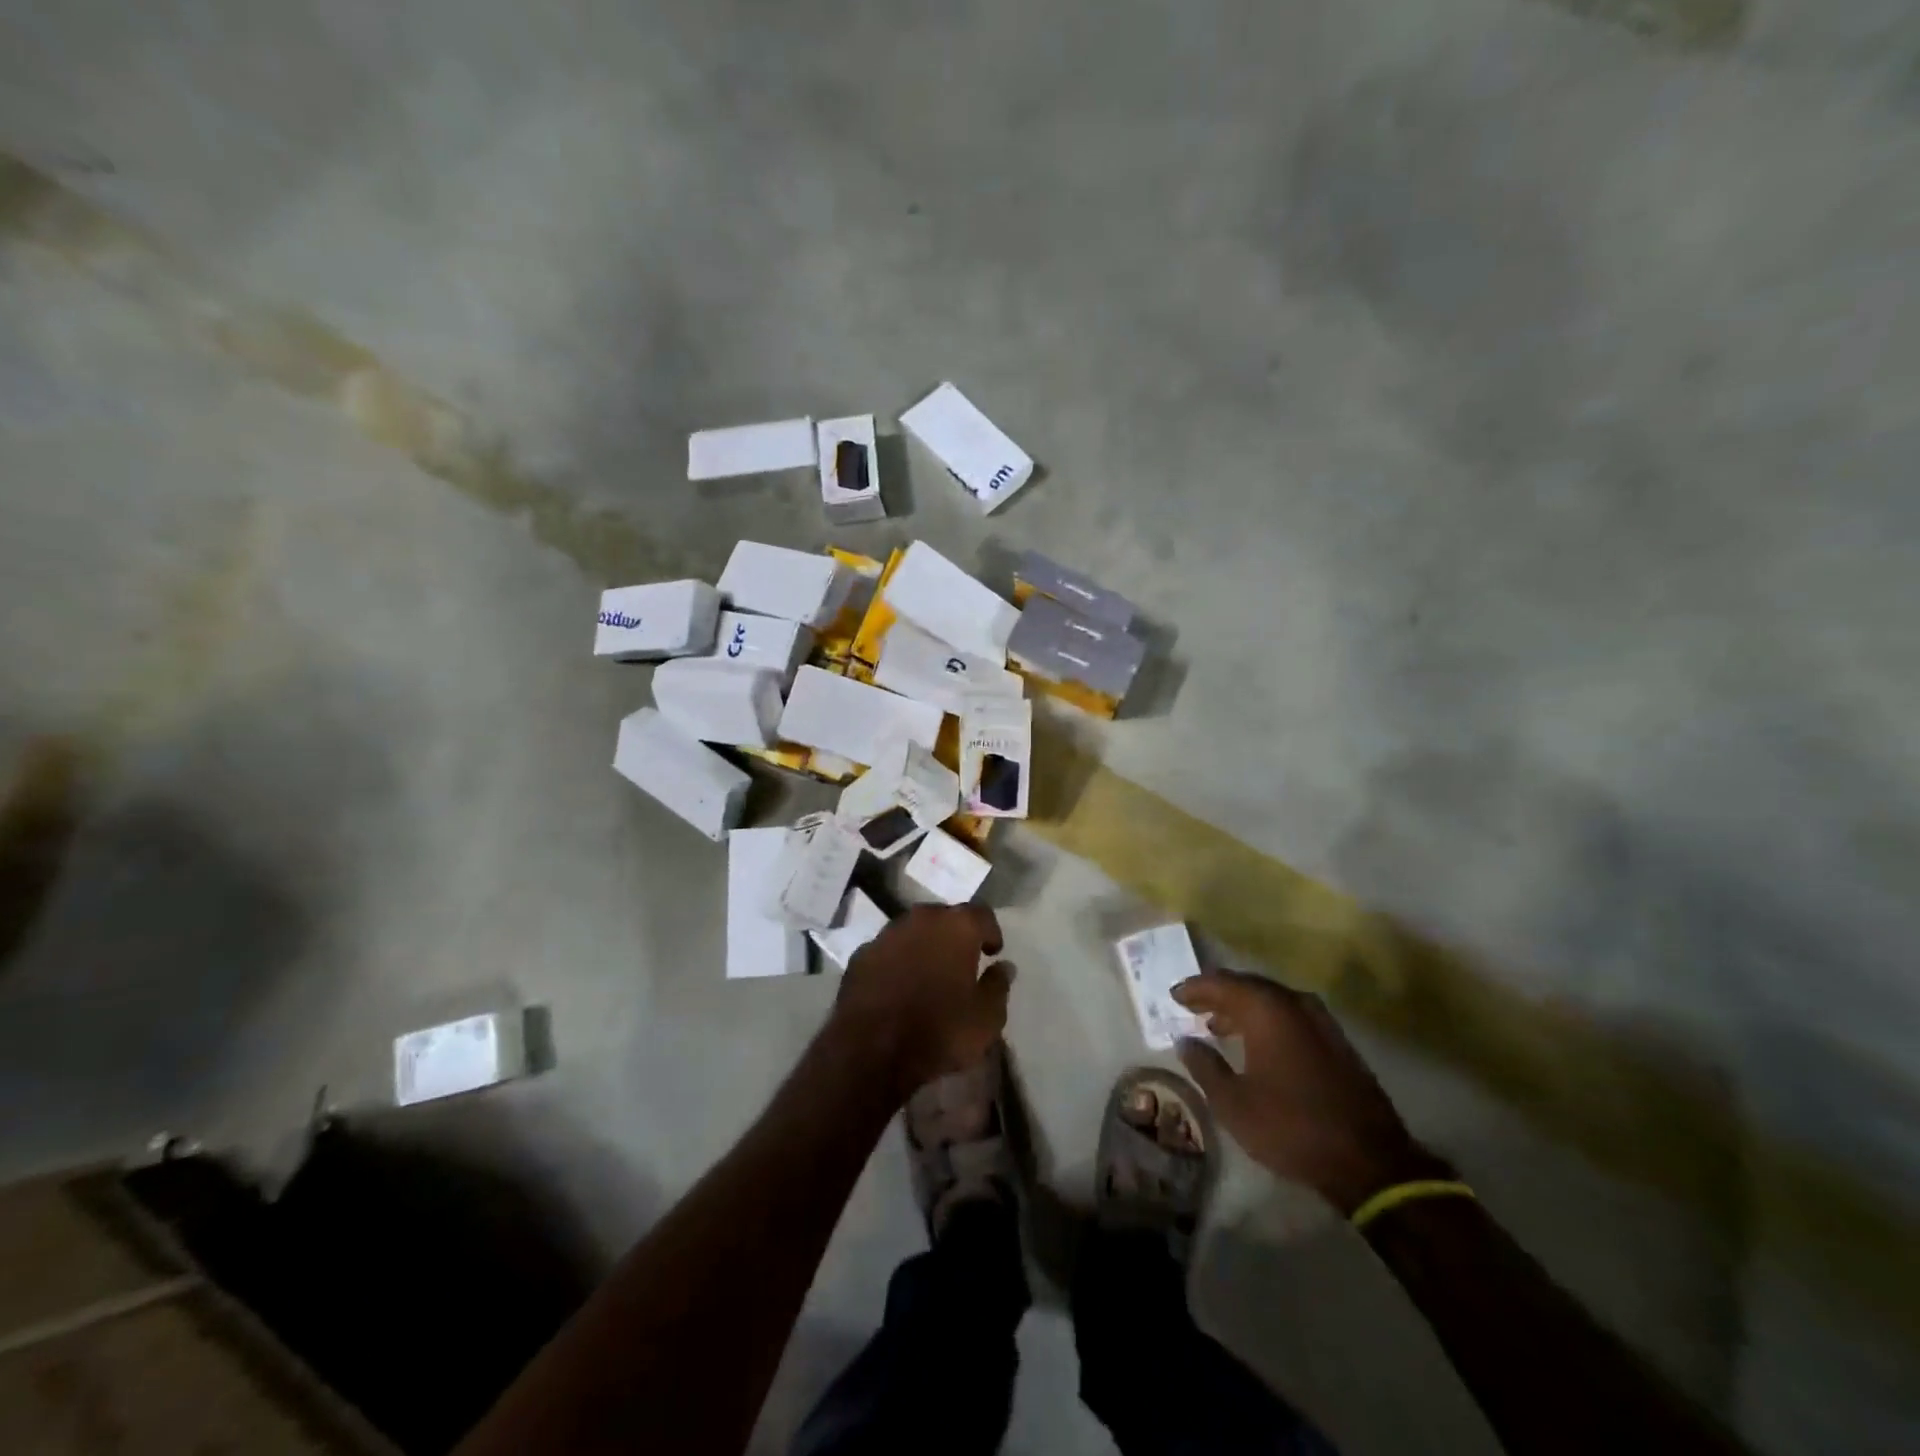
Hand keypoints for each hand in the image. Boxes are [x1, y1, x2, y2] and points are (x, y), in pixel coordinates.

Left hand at [830, 905, 1012, 1097]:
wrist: (870, 1049)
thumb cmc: (939, 1030)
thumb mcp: (986, 1019)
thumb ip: (998, 986)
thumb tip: (1004, 967)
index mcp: (957, 927)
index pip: (982, 915)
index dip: (989, 932)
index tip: (992, 952)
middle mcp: (921, 919)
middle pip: (945, 917)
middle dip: (955, 936)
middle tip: (961, 962)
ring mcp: (886, 935)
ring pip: (913, 931)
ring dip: (923, 946)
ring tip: (929, 974)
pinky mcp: (860, 955)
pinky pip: (887, 951)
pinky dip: (896, 962)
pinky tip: (898, 986)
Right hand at [1173, 971, 1443, 1214]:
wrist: (1369, 1161)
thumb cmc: (1290, 1127)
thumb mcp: (1232, 1102)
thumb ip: (1204, 1065)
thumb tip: (1185, 1041)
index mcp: (1266, 1009)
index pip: (1220, 983)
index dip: (1194, 988)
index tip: (1173, 995)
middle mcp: (1294, 1003)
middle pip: (1247, 986)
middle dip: (1218, 994)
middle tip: (1193, 1005)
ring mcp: (1321, 1021)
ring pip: (1271, 1001)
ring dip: (1242, 1009)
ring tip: (1219, 1026)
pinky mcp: (1337, 1041)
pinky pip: (1291, 1016)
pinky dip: (1267, 1021)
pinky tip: (1257, 1043)